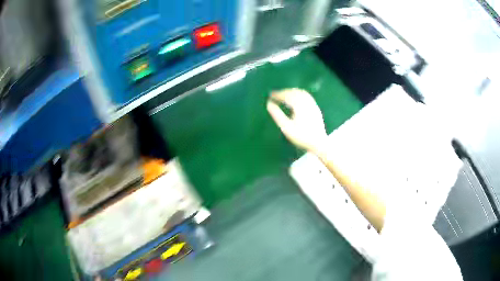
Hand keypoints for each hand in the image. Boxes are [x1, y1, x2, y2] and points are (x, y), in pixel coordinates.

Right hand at [267, 89, 327, 153]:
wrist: (319, 143)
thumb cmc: (301, 137)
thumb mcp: (286, 127)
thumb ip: (277, 115)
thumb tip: (269, 104)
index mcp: (299, 105)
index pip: (286, 95)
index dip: (277, 94)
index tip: (270, 96)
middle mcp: (307, 102)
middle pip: (294, 92)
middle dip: (284, 92)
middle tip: (275, 95)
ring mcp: (313, 104)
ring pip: (301, 93)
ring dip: (291, 92)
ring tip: (283, 96)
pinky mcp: (316, 108)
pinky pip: (306, 96)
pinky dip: (298, 94)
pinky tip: (295, 100)